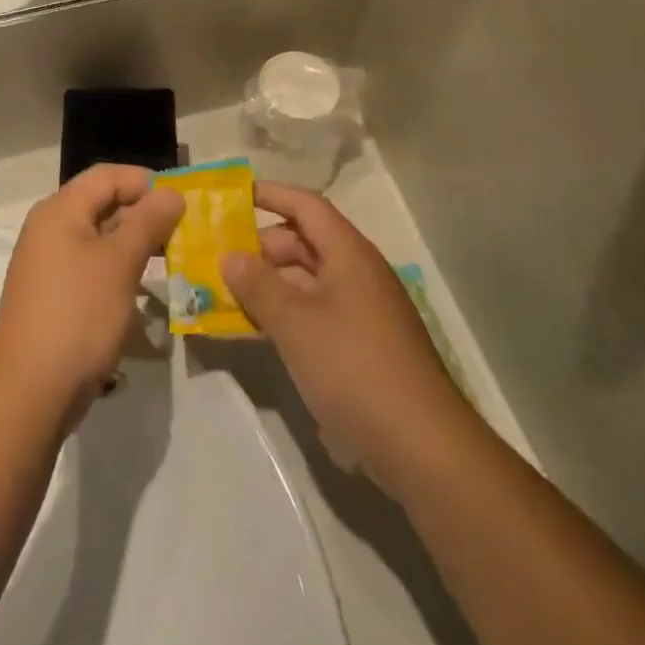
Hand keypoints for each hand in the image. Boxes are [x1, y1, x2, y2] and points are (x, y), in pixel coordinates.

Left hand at [0, 165, 183, 426]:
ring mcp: (48, 263)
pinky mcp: (53, 295)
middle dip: (143, 213)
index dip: (145, 181)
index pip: (107, 176)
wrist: (30, 391)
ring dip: (133, 244)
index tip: (182, 202)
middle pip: (101, 203)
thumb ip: (148, 222)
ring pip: (98, 237)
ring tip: (169, 259)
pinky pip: (90, 266)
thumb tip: (171, 192)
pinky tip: (141, 290)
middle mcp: (49, 228)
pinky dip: (117, 270)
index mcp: (60, 210)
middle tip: (182, 232)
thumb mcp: (120, 263)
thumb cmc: (78, 314)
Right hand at [222, 182, 462, 477]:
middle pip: (304, 241)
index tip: (231, 196)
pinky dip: (287, 311)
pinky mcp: (364, 343)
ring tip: (228, 295)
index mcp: (348, 253)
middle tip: (219, 259)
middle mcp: (358, 272)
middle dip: (261, 247)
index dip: (270, 194)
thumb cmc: (355, 369)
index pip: (305, 205)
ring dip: (270, 283)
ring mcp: (364, 309)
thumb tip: (229, 255)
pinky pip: (317, 310)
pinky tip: (259, 329)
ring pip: (308, 279)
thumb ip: (258, 285)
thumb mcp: (295, 324)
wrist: (425, 449)